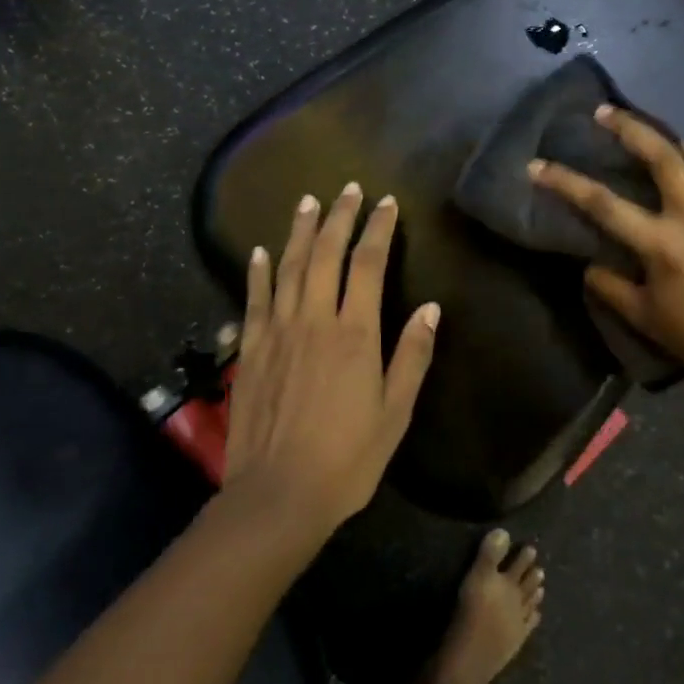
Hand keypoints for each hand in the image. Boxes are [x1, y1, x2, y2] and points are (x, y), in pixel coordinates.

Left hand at [222, 183, 440, 538]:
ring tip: (308, 202)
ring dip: (300, 231)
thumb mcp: (395, 412)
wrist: (278, 494)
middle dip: (339, 217)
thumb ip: (412, 356)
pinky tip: (261, 251)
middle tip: (348, 189)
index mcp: (354, 334)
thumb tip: (431, 308)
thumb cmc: (347, 458)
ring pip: (289, 267)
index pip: (367, 265)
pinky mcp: (251, 348)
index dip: (377, 229)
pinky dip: (259, 271)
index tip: (386, 204)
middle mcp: (314, 320)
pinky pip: (255, 298)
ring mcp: (277, 331)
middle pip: (326, 254)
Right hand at [529, 107, 683, 389]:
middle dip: (629, 127)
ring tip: (664, 147)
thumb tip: (589, 264)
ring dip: (679, 146)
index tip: (536, 165)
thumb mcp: (643, 317)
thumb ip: (610, 286)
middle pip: (661, 154)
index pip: (602, 202)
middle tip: (606, 112)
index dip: (564, 181)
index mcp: (661, 242)